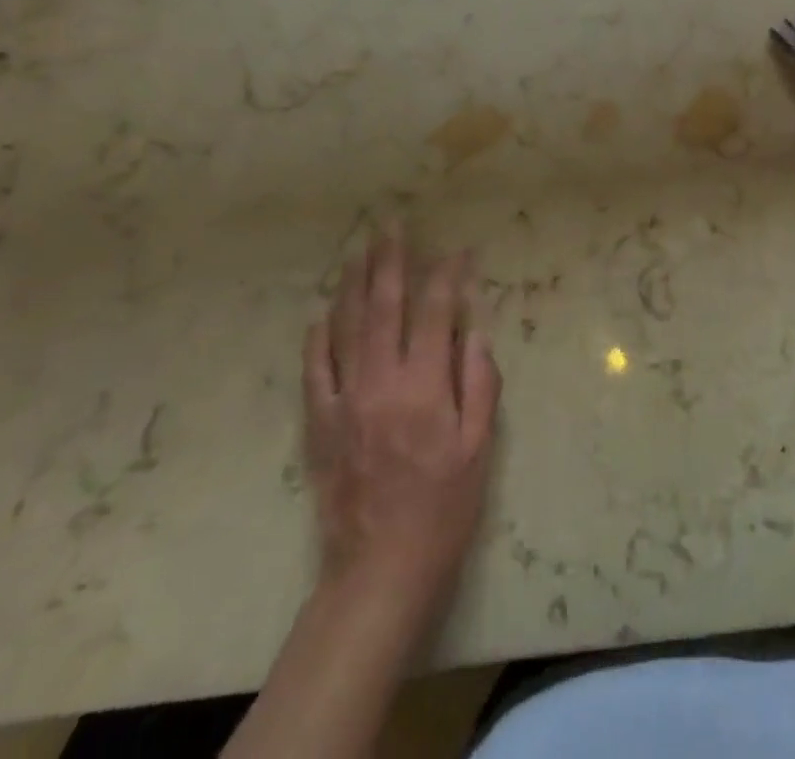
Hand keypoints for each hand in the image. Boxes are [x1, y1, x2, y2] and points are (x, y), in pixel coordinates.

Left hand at [305, 232, 500, 626]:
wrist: (380, 570)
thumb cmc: (443, 508)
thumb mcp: (479, 448)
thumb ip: (480, 384)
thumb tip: (473, 332)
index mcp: (425, 386)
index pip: (436, 312)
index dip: (448, 275)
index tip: (458, 250)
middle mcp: (381, 382)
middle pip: (384, 306)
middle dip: (390, 261)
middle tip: (391, 225)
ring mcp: (345, 400)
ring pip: (346, 327)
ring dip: (354, 285)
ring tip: (359, 251)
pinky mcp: (320, 423)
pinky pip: (315, 370)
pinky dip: (319, 337)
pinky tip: (323, 314)